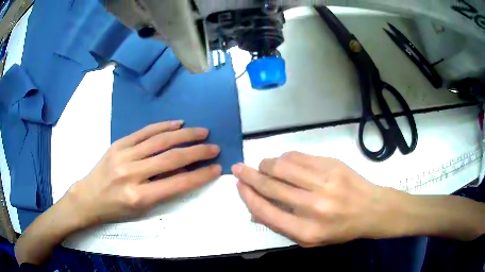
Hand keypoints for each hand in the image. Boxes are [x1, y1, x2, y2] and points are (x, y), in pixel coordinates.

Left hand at [65, 121, 221, 226]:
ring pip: (159, 140)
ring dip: (184, 135)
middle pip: (171, 158)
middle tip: (213, 147)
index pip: (177, 183)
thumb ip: (163, 191)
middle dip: (197, 151)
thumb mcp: (141, 209)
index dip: (200, 175)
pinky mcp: (119, 144)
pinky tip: (177, 123)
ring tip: (201, 132)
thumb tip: (184, 173)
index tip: (216, 168)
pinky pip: (144, 132)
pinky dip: (163, 126)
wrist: (88, 197)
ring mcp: (124, 155)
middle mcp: (132, 174)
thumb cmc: (116, 209)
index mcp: (139, 196)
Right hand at [232, 151, 408, 246]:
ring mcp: (324, 182)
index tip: (238, 186)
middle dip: (249, 176)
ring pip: (283, 166)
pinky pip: (300, 157)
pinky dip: (285, 158)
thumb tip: (256, 208)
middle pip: (271, 186)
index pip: (266, 212)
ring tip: (261, 165)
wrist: (371, 209)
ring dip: (266, 164)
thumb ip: (283, 225)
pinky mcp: (332, 165)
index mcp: (306, 230)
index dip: (248, 197)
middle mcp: (314, 206)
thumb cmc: (340, 229)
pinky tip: (282, 160)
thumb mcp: (310, 239)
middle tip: (238, 168)